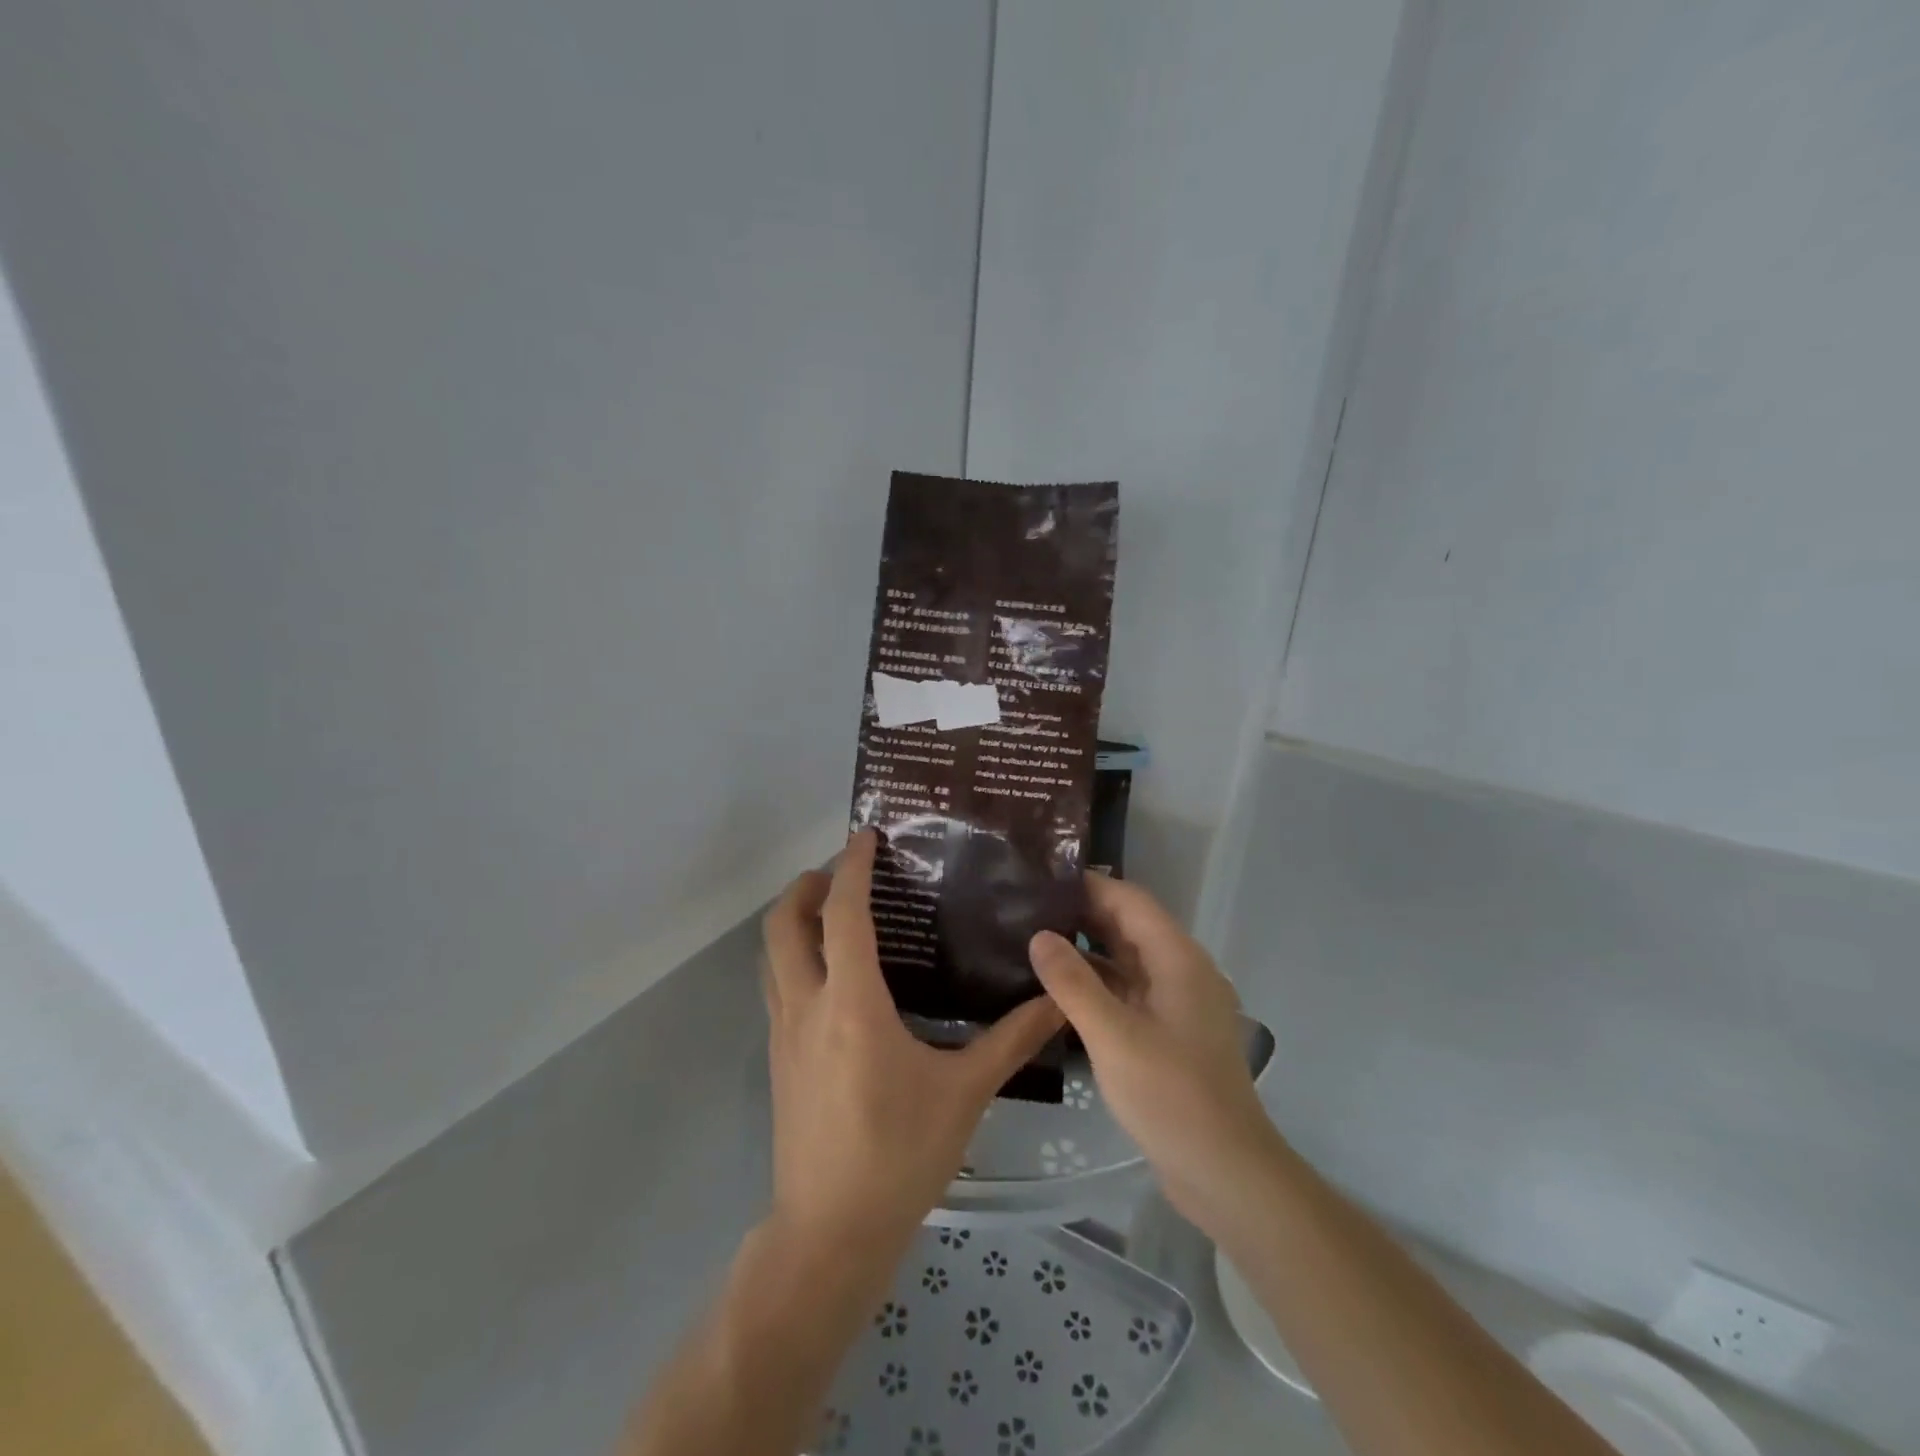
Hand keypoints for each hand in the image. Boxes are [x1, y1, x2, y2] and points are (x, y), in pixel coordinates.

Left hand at [761, 829, 1063, 1258]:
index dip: (851, 868)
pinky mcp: (778, 1060)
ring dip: (792, 922)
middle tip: (842, 873)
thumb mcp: (963, 1093)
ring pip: (771, 956)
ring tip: (835, 913)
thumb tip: (1056, 1001)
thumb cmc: (898, 1155)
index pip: (842, 915)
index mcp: (850, 1003)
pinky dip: (794, 958)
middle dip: (805, 887)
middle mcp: (806, 1006)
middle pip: (782, 925)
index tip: (865, 836)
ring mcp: (783, 1034)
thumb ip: (1010, 1040)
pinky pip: (777, 987)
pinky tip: (833, 977)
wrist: (829, 1233)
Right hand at [1028, 876, 1274, 1229]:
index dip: (1090, 886)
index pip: (1131, 901)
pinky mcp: (1172, 1033)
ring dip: (1090, 950)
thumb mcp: (1113, 1036)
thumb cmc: (1171, 1096)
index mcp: (1179, 960)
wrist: (1226, 1173)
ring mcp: (1180, 1004)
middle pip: (1131, 927)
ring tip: (1037, 942)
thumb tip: (1039, 935)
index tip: (1042, 880)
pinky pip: (1132, 991)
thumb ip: (1073, 983)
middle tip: (1028, 909)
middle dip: (1085, 915)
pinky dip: (1100, 983)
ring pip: (1130, 961)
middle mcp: (1184, 972)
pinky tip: (1062, 991)